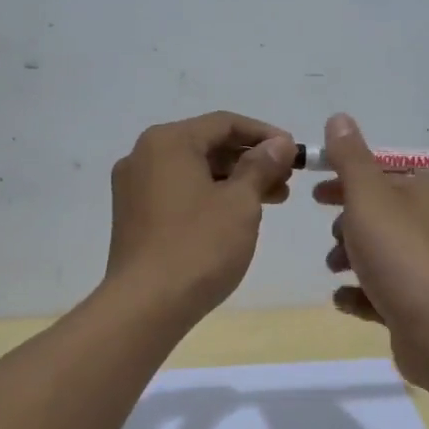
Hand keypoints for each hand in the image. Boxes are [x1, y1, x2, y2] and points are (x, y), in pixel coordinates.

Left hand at [104, 111, 296, 316]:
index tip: (295, 153)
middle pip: (207, 145)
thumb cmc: (198, 246)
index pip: (225, 123)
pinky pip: (178, 192)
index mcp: (168, 141)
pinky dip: (209, 196)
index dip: (265, 135)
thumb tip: (280, 143)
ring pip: (193, 171)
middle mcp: (144, 155)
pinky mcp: (133, 216)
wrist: (145, 305)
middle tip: (287, 180)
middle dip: (250, 160)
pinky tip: (236, 216)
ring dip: (234, 180)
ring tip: (272, 200)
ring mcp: (134, 187)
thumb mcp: (240, 202)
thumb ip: (261, 166)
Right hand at [315, 113, 428, 377]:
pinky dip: (363, 293)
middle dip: (349, 225)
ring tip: (336, 271)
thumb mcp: (368, 196)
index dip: (348, 180)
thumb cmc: (402, 253)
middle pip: (383, 215)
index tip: (317, 194)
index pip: (386, 174)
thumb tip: (339, 118)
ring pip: (383, 253)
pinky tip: (345, 299)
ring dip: (352, 258)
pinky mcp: (426, 305)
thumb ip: (350, 158)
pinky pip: (387, 291)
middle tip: (333, 237)